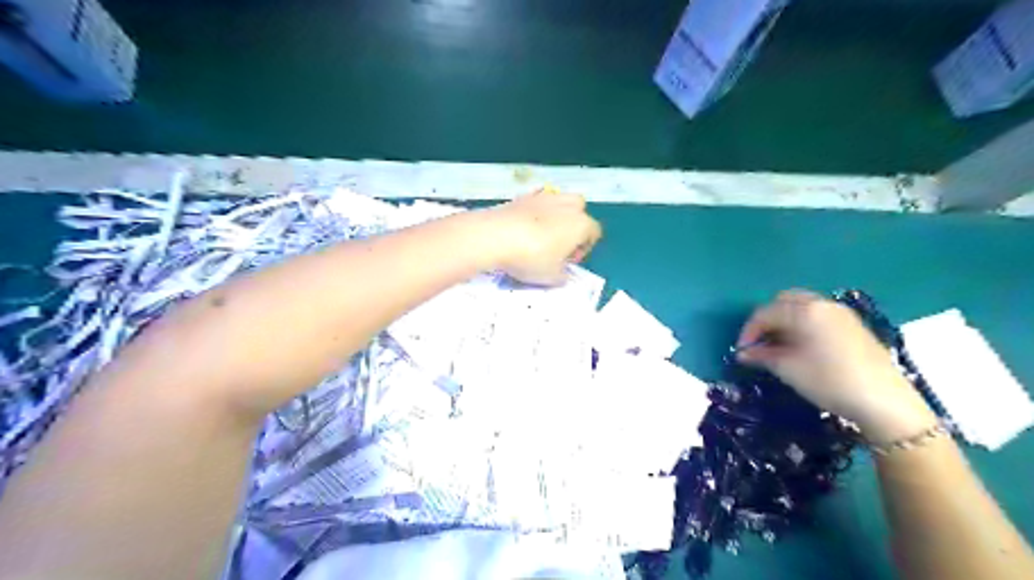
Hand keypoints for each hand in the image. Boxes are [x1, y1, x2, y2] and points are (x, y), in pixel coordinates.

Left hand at [480, 189, 602, 284]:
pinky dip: (534, 213)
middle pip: (579, 210)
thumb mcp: (552, 277)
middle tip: (558, 245)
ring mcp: (544, 197)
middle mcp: (567, 206)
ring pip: (559, 202)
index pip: (594, 233)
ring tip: (541, 235)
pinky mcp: (523, 196)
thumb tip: (563, 274)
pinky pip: (536, 203)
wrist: (496, 235)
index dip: (584, 249)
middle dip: (573, 225)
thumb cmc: (532, 258)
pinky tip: (523, 228)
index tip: (569, 262)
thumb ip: (563, 276)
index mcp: (581, 224)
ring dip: (555, 216)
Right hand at [735, 289, 939, 441]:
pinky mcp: (852, 324)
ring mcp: (840, 312)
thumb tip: (743, 353)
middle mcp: (821, 303)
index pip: (765, 312)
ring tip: (777, 346)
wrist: (884, 402)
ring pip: (801, 306)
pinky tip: (800, 346)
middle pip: (784, 301)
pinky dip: (801, 323)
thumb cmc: (829, 381)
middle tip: (759, 343)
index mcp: (804, 310)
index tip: (741, 351)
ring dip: (784, 320)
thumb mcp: (788, 369)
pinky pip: (817, 315)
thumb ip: (762, 356)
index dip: (748, 331)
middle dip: (767, 319)